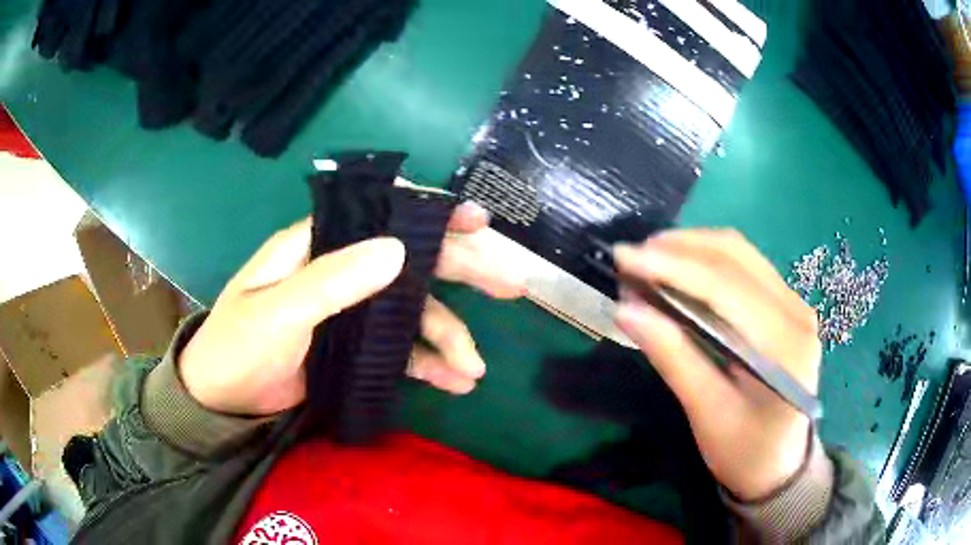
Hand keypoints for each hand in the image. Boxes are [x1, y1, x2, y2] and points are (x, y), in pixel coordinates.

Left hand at [179, 202, 524, 416]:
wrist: (222, 399)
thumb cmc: (238, 346)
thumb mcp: (278, 312)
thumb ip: (333, 280)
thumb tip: (398, 248)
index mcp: (318, 245)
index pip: (381, 213)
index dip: (431, 213)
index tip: (477, 222)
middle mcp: (341, 269)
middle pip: (413, 262)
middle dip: (464, 272)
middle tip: (512, 286)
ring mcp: (352, 310)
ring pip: (413, 312)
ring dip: (449, 336)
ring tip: (473, 369)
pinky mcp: (354, 347)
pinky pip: (400, 349)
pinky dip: (428, 363)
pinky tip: (453, 382)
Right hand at [613, 229, 820, 501]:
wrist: (780, 465)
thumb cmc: (744, 451)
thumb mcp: (707, 414)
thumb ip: (673, 358)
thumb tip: (626, 310)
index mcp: (784, 346)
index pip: (725, 287)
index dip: (672, 266)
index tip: (624, 257)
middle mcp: (797, 312)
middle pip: (736, 256)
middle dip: (679, 248)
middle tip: (631, 258)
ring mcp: (796, 304)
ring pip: (741, 254)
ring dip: (692, 248)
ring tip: (649, 260)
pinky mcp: (787, 305)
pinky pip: (746, 267)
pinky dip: (708, 261)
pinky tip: (681, 270)